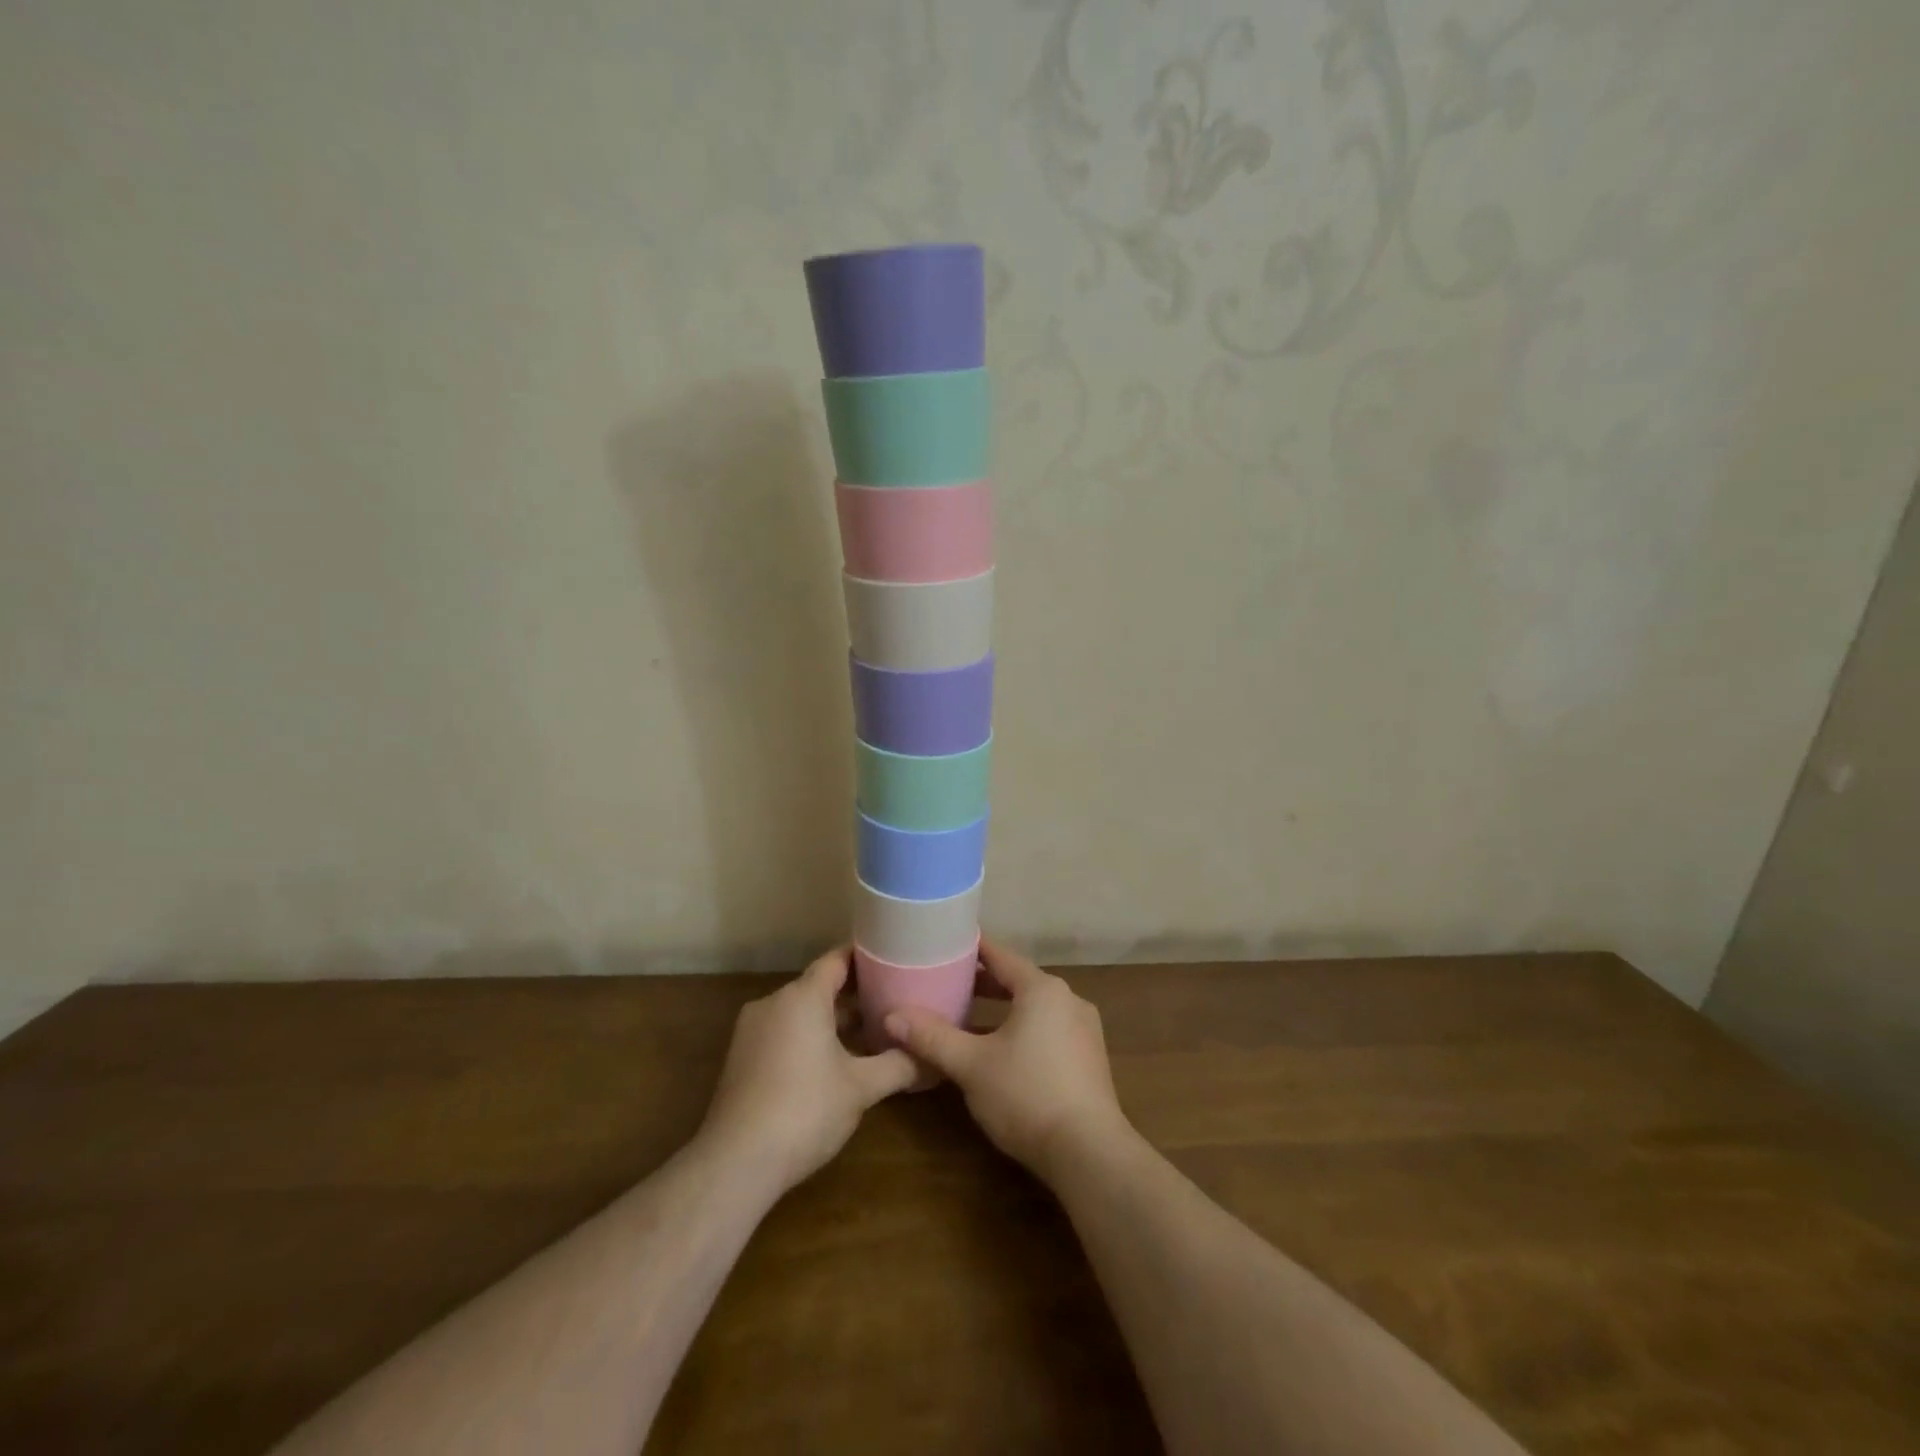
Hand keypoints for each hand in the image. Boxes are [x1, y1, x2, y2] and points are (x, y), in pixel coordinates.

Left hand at [700, 947, 917, 1192]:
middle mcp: (774, 1003)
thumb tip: (934, 1059)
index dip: (866, 958)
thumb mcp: (861, 1088)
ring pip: (801, 1013)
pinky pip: (783, 1033)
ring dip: (833, 1021)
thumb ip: (899, 1065)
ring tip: (870, 1036)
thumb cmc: (804, 1110)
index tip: (893, 960)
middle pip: (819, 987)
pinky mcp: (742, 1058)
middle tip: (893, 1003)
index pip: (837, 960)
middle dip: (855, 995)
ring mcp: (752, 1031)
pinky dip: (809, 1038)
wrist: (735, 1163)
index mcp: (802, 997)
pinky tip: (833, 1065)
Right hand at [885, 939, 1131, 1183]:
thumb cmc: (1026, 1095)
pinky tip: (1003, 1049)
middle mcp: (1068, 999)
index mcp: (1042, 989)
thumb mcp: (971, 1065)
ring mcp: (1084, 1029)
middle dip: (985, 982)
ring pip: (1035, 1006)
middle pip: (1019, 980)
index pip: (1001, 956)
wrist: (1089, 1153)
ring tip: (970, 1015)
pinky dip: (1024, 1028)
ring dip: (1004, 1008)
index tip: (947, 943)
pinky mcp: (1090, 1058)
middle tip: (949, 982)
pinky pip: (1050, 1028)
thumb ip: (932, 1037)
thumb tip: (892, 1015)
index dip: (973, 949)